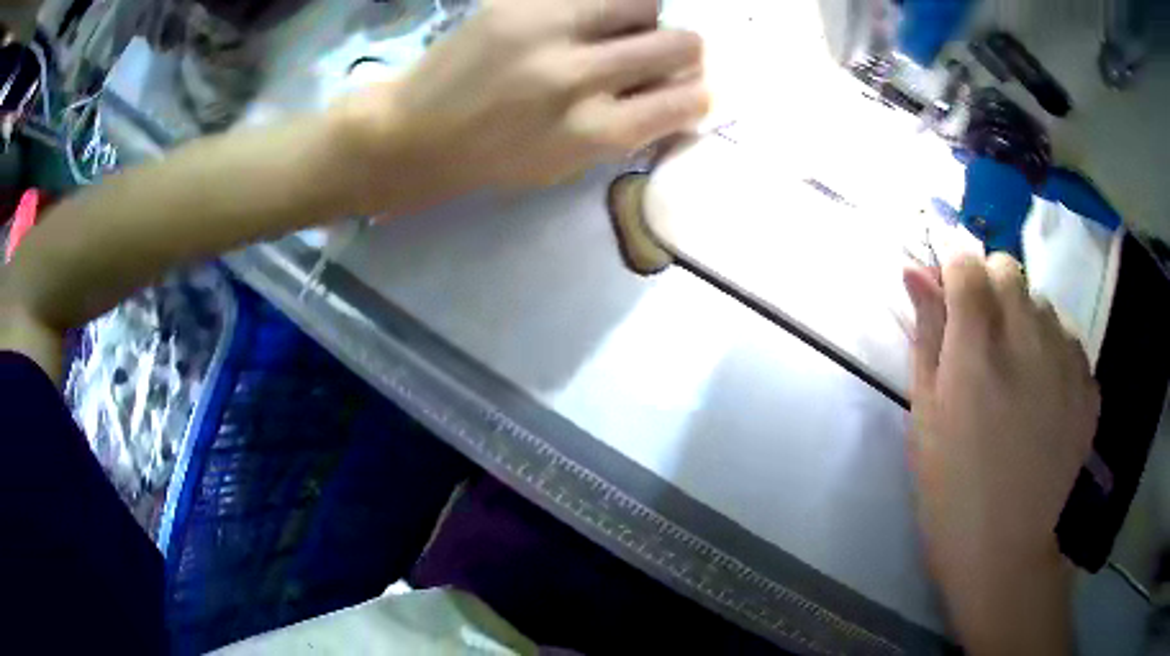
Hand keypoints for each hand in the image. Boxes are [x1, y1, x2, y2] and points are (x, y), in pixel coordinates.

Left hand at [334, 0, 707, 214]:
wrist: (413, 132)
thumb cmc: (493, 159)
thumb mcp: (567, 164)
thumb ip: (627, 131)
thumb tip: (681, 100)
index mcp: (594, 132)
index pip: (687, 100)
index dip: (699, 93)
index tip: (689, 89)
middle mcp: (579, 76)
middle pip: (681, 43)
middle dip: (684, 51)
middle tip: (662, 53)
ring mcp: (548, 30)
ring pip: (645, 2)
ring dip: (645, 17)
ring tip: (618, 29)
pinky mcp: (520, 2)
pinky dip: (602, 6)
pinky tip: (585, 18)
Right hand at [904, 254, 1099, 654]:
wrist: (1004, 549)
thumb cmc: (950, 490)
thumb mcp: (925, 417)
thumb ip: (926, 336)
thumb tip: (915, 271)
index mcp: (977, 355)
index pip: (968, 265)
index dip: (955, 266)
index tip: (950, 287)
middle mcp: (1028, 344)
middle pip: (1010, 269)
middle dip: (991, 285)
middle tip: (983, 335)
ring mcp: (1066, 364)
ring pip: (1043, 302)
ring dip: (1025, 319)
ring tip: (1017, 372)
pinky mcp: (1088, 386)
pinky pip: (1070, 337)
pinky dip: (1054, 348)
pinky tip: (1044, 393)